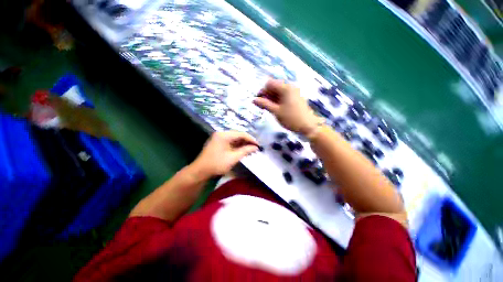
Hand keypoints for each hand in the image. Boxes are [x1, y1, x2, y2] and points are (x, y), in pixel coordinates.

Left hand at [192, 131, 258, 177]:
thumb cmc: (217, 164)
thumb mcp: (233, 158)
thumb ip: (245, 151)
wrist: (200, 171)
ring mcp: (217, 139)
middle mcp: (220, 134)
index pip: (241, 134)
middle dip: (247, 141)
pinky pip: (229, 142)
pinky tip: (241, 151)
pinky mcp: (216, 144)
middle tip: (256, 148)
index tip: (259, 146)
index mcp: (224, 135)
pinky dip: (236, 146)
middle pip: (237, 135)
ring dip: (242, 144)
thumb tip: (255, 147)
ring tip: (250, 150)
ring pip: (233, 139)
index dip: (251, 139)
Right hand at [253, 79, 321, 135]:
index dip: (262, 91)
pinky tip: (277, 109)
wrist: (309, 127)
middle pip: (274, 86)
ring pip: (279, 91)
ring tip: (270, 109)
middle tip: (263, 106)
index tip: (259, 101)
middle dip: (267, 94)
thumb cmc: (292, 119)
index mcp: (285, 88)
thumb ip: (264, 104)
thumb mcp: (276, 112)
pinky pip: (285, 95)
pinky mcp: (297, 98)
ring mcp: (295, 92)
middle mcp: (290, 87)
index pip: (269, 83)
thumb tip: (254, 100)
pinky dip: (279, 100)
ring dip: (273, 98)